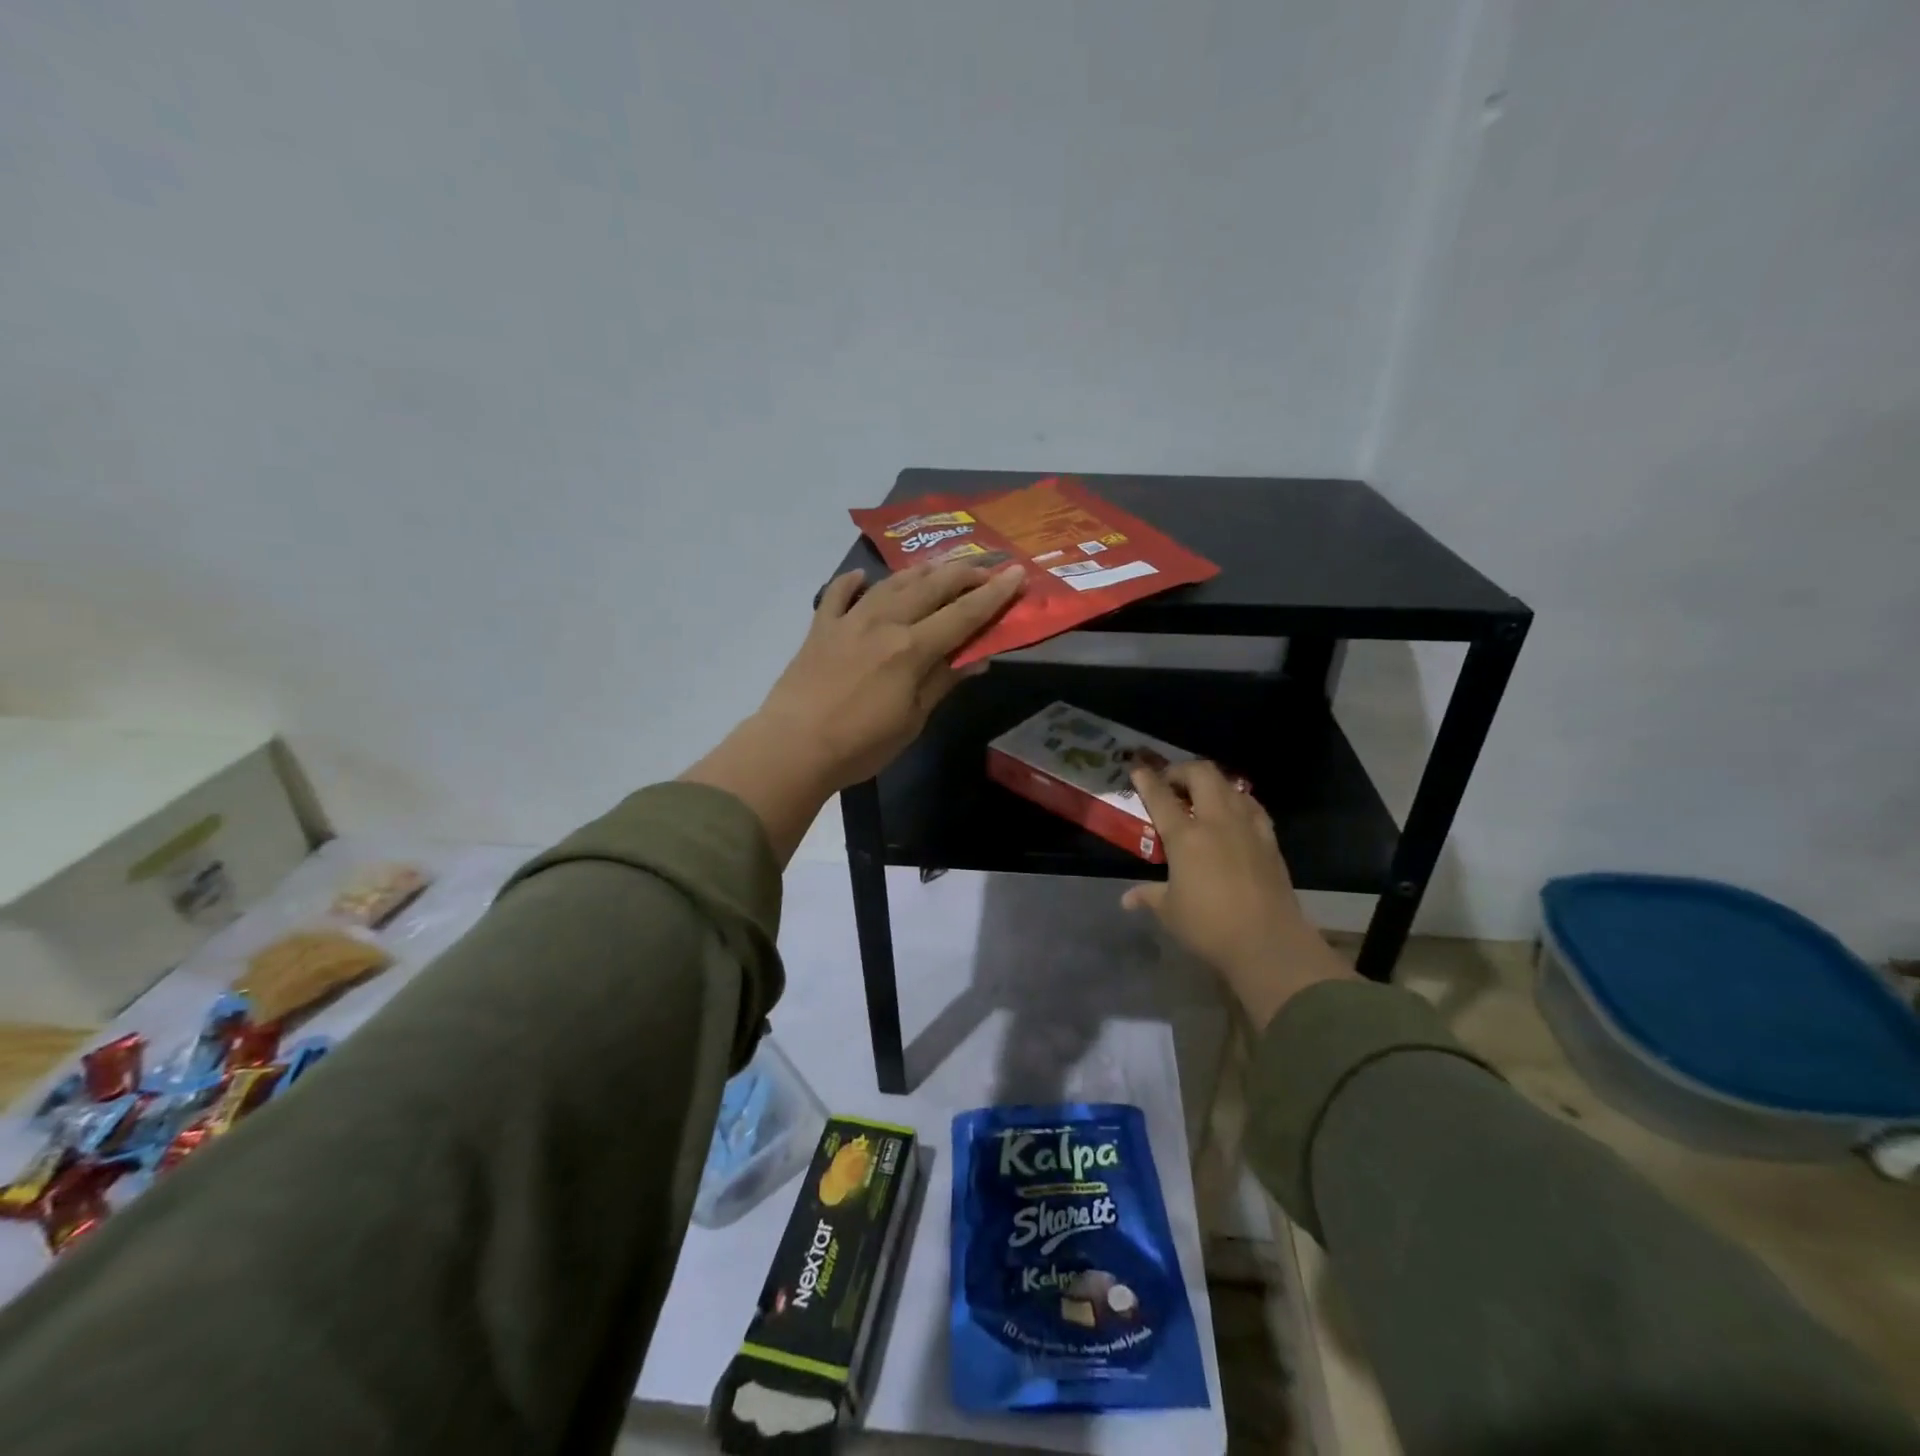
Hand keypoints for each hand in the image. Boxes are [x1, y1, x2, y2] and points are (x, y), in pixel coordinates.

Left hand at [682, 560, 1025, 862]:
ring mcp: (849, 621)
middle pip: (931, 588)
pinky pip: (838, 594)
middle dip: (963, 574)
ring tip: (939, 566)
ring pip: (891, 584)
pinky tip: (862, 577)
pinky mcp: (820, 628)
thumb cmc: (860, 744)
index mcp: (912, 648)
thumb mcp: (912, 721)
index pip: (963, 614)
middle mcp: (884, 623)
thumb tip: (977, 657)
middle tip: (985, 568)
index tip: (1016, 575)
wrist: (792, 747)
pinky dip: (852, 582)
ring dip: (920, 571)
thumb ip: (942, 682)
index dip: (993, 595)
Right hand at [1121, 762, 1353, 1029]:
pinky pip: (1251, 805)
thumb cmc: (1209, 926)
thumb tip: (1127, 900)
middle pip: (1201, 774)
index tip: (1137, 769)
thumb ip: (1149, 896)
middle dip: (1182, 770)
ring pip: (1229, 785)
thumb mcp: (1170, 911)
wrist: (1268, 941)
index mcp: (1185, 836)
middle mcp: (1216, 821)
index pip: (1161, 796)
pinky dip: (1236, 800)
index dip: (1146, 779)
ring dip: (1210, 783)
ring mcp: (1247, 826)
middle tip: (1170, 783)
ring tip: (1199, 796)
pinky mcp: (1269, 839)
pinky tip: (1233, 812)